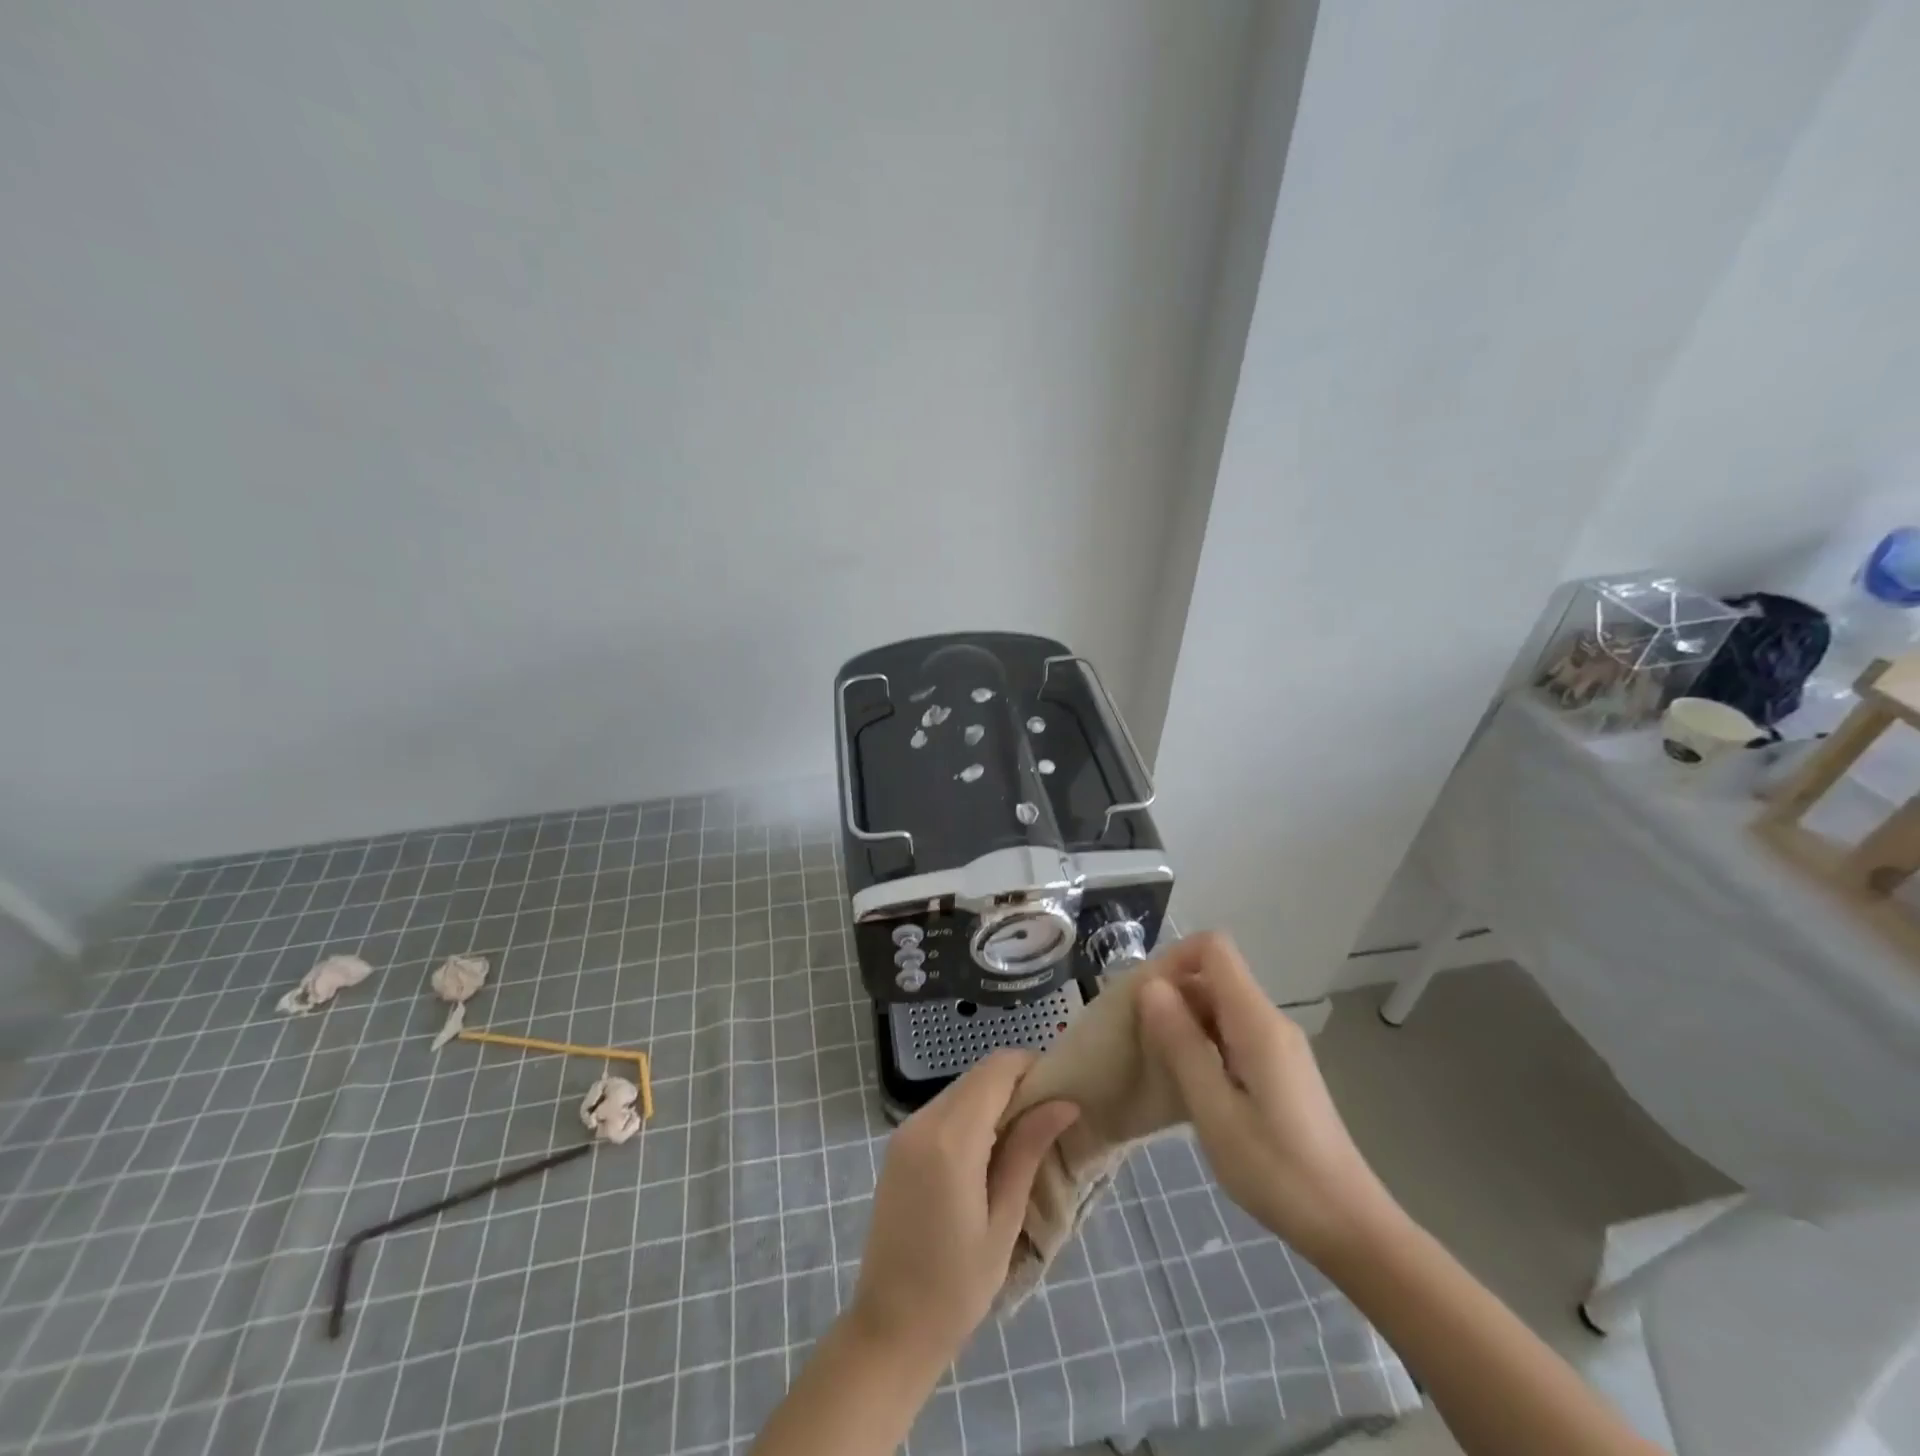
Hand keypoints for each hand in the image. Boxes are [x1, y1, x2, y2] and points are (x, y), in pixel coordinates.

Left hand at [848, 1050, 1077, 1375]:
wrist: (890, 1328)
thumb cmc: (957, 1286)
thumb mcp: (1004, 1220)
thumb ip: (1028, 1150)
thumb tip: (1064, 1103)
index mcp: (951, 1137)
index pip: (996, 1069)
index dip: (1031, 1067)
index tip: (1060, 1093)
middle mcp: (923, 1121)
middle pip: (978, 1075)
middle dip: (1016, 1084)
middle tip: (1049, 1120)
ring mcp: (906, 1131)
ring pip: (960, 1089)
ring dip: (993, 1099)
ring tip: (1024, 1139)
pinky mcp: (899, 1146)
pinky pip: (943, 1110)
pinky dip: (970, 1115)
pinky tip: (989, 1152)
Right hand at [1137, 932, 1394, 1267]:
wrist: (1350, 1227)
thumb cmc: (1277, 1171)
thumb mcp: (1215, 1111)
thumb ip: (1181, 1044)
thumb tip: (1151, 986)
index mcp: (1257, 1022)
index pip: (1213, 948)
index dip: (1173, 959)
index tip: (1144, 997)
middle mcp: (1270, 1021)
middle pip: (1214, 976)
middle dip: (1172, 994)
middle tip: (1140, 1037)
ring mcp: (1279, 1045)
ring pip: (1221, 1006)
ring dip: (1185, 1022)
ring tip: (1159, 1064)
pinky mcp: (1280, 1069)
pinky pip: (1233, 1033)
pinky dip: (1204, 1044)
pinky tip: (1191, 1085)